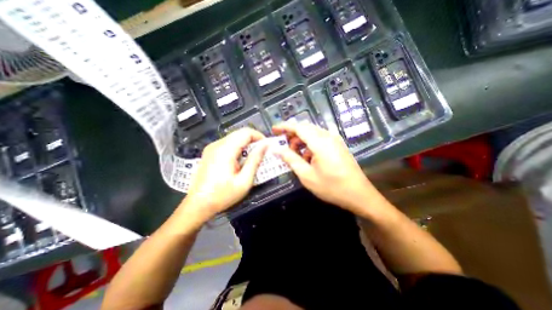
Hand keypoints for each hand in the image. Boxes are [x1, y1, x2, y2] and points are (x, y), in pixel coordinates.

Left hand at [180, 128, 268, 222]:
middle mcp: (217, 144)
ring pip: (234, 138)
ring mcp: (212, 148)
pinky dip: (238, 148)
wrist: (198, 205)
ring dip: (246, 145)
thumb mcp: (244, 181)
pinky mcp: (210, 152)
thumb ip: (255, 161)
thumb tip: (265, 146)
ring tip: (253, 157)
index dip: (259, 136)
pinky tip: (240, 160)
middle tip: (262, 153)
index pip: (246, 132)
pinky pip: (228, 144)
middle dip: (254, 141)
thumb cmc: (222, 195)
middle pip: (240, 133)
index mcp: (225, 150)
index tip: (267, 147)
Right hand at [273, 123, 384, 213]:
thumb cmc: (331, 187)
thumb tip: (276, 149)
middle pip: (305, 128)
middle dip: (292, 135)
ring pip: (312, 133)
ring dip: (301, 140)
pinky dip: (310, 144)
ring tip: (295, 154)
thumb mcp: (306, 175)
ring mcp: (335, 140)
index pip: (298, 127)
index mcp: (320, 142)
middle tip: (283, 145)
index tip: (274, 130)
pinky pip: (320, 139)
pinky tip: (308, 157)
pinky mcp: (338, 145)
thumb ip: (290, 159)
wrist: (359, 195)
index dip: (284, 127)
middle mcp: (328, 136)